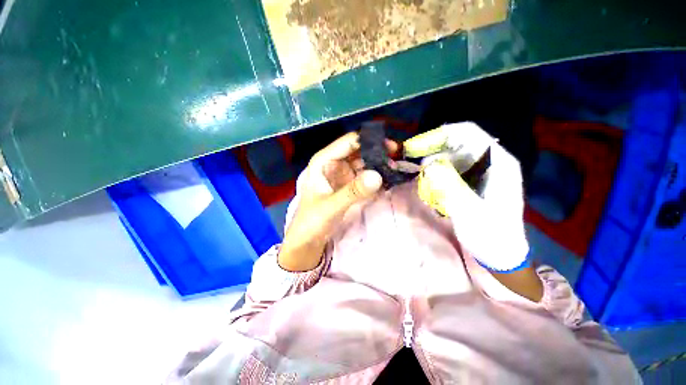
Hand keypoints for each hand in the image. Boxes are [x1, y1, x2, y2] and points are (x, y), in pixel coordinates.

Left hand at [278, 132, 394, 271]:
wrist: (307, 240)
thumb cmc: (312, 221)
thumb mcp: (331, 206)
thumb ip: (353, 191)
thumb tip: (377, 175)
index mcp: (323, 161)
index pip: (348, 143)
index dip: (369, 141)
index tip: (390, 147)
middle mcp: (333, 164)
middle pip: (358, 151)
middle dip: (376, 153)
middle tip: (396, 158)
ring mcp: (341, 175)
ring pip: (363, 163)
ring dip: (377, 165)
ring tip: (394, 169)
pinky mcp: (348, 186)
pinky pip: (363, 177)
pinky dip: (374, 177)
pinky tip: (386, 180)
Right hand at [405, 122, 529, 271]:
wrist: (499, 251)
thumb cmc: (489, 234)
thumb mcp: (469, 212)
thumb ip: (450, 186)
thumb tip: (428, 165)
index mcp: (497, 162)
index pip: (467, 133)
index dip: (439, 135)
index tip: (416, 146)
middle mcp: (489, 160)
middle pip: (456, 141)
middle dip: (431, 147)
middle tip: (409, 159)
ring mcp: (480, 169)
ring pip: (450, 153)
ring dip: (430, 159)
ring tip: (415, 171)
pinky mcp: (471, 179)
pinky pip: (449, 166)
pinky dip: (434, 169)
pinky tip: (426, 179)